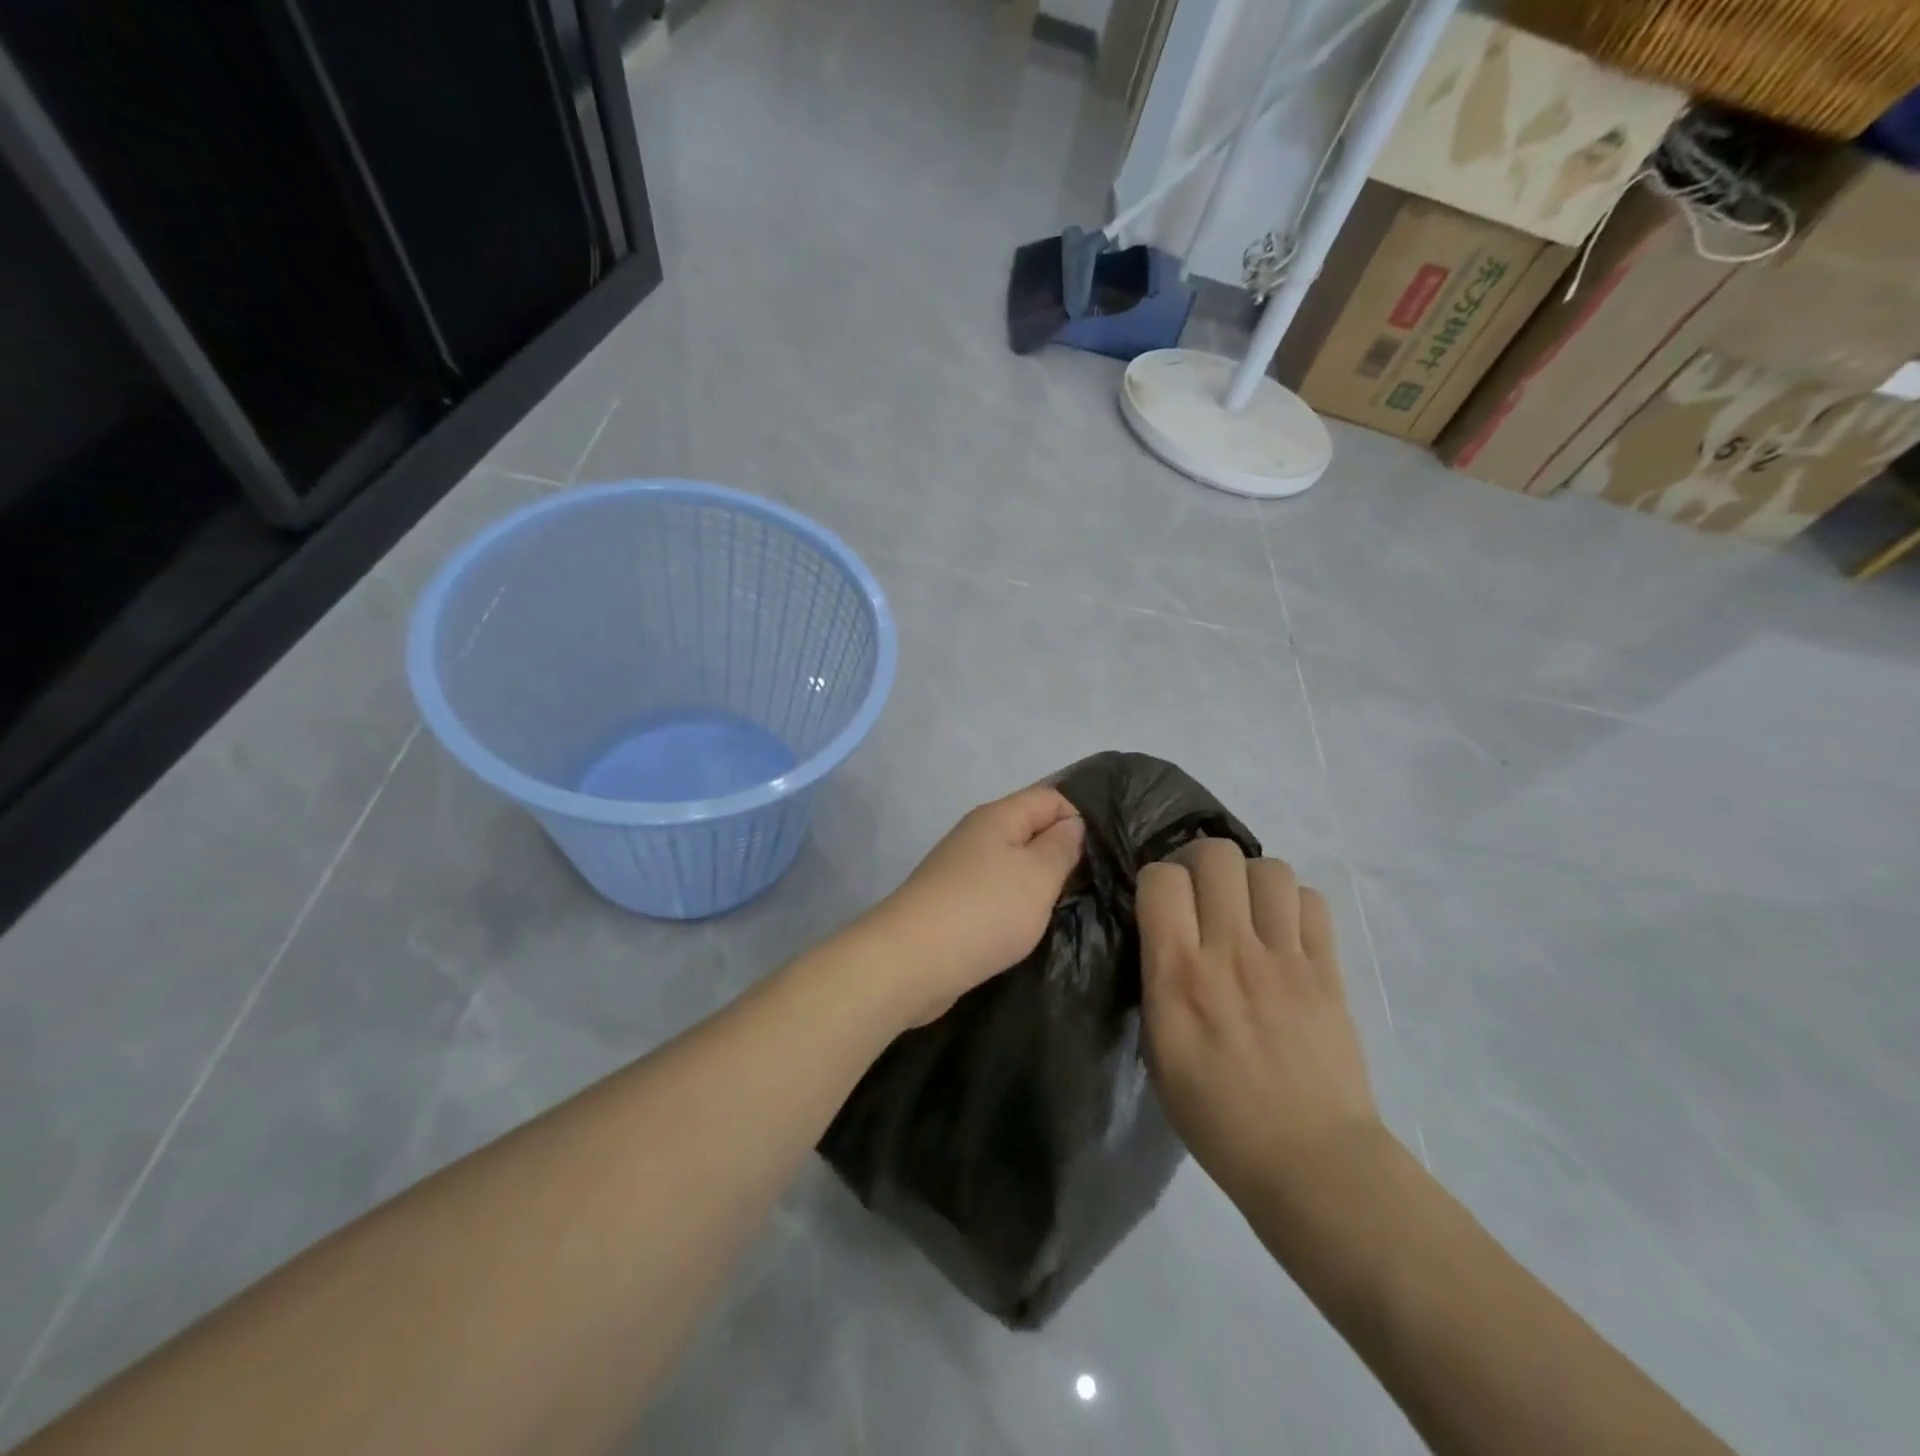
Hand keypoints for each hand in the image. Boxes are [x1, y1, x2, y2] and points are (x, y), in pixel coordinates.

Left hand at [860, 785, 1084, 1027]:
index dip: (1081, 816)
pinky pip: (997, 892)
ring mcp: (962, 869)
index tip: (1109, 850)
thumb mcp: (1037, 875)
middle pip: (1030, 829)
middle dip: (1063, 851)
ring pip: (1014, 863)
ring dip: (1040, 881)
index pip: (1050, 797)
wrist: (912, 961)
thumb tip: (1073, 824)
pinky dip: (1017, 903)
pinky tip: (1033, 924)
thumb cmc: (984, 910)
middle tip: (1100, 880)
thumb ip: (1061, 847)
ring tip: (1073, 903)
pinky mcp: (954, 903)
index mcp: (998, 817)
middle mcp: (977, 835)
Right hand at [1138, 839, 1381, 1203]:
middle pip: (1216, 855)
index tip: (1160, 903)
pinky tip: (1283, 931)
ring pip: (1269, 868)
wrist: (1310, 1161)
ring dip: (1249, 879)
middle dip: (1200, 863)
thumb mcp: (1157, 1050)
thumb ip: (1156, 980)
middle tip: (1201, 893)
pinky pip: (1312, 902)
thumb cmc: (1216, 1115)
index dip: (1156, 879)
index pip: (1161, 879)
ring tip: (1245, 908)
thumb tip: (1162, 933)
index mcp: (1179, 976)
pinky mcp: (1328, 970)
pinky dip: (1293, 903)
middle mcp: (1231, 953)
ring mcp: (1286, 958)